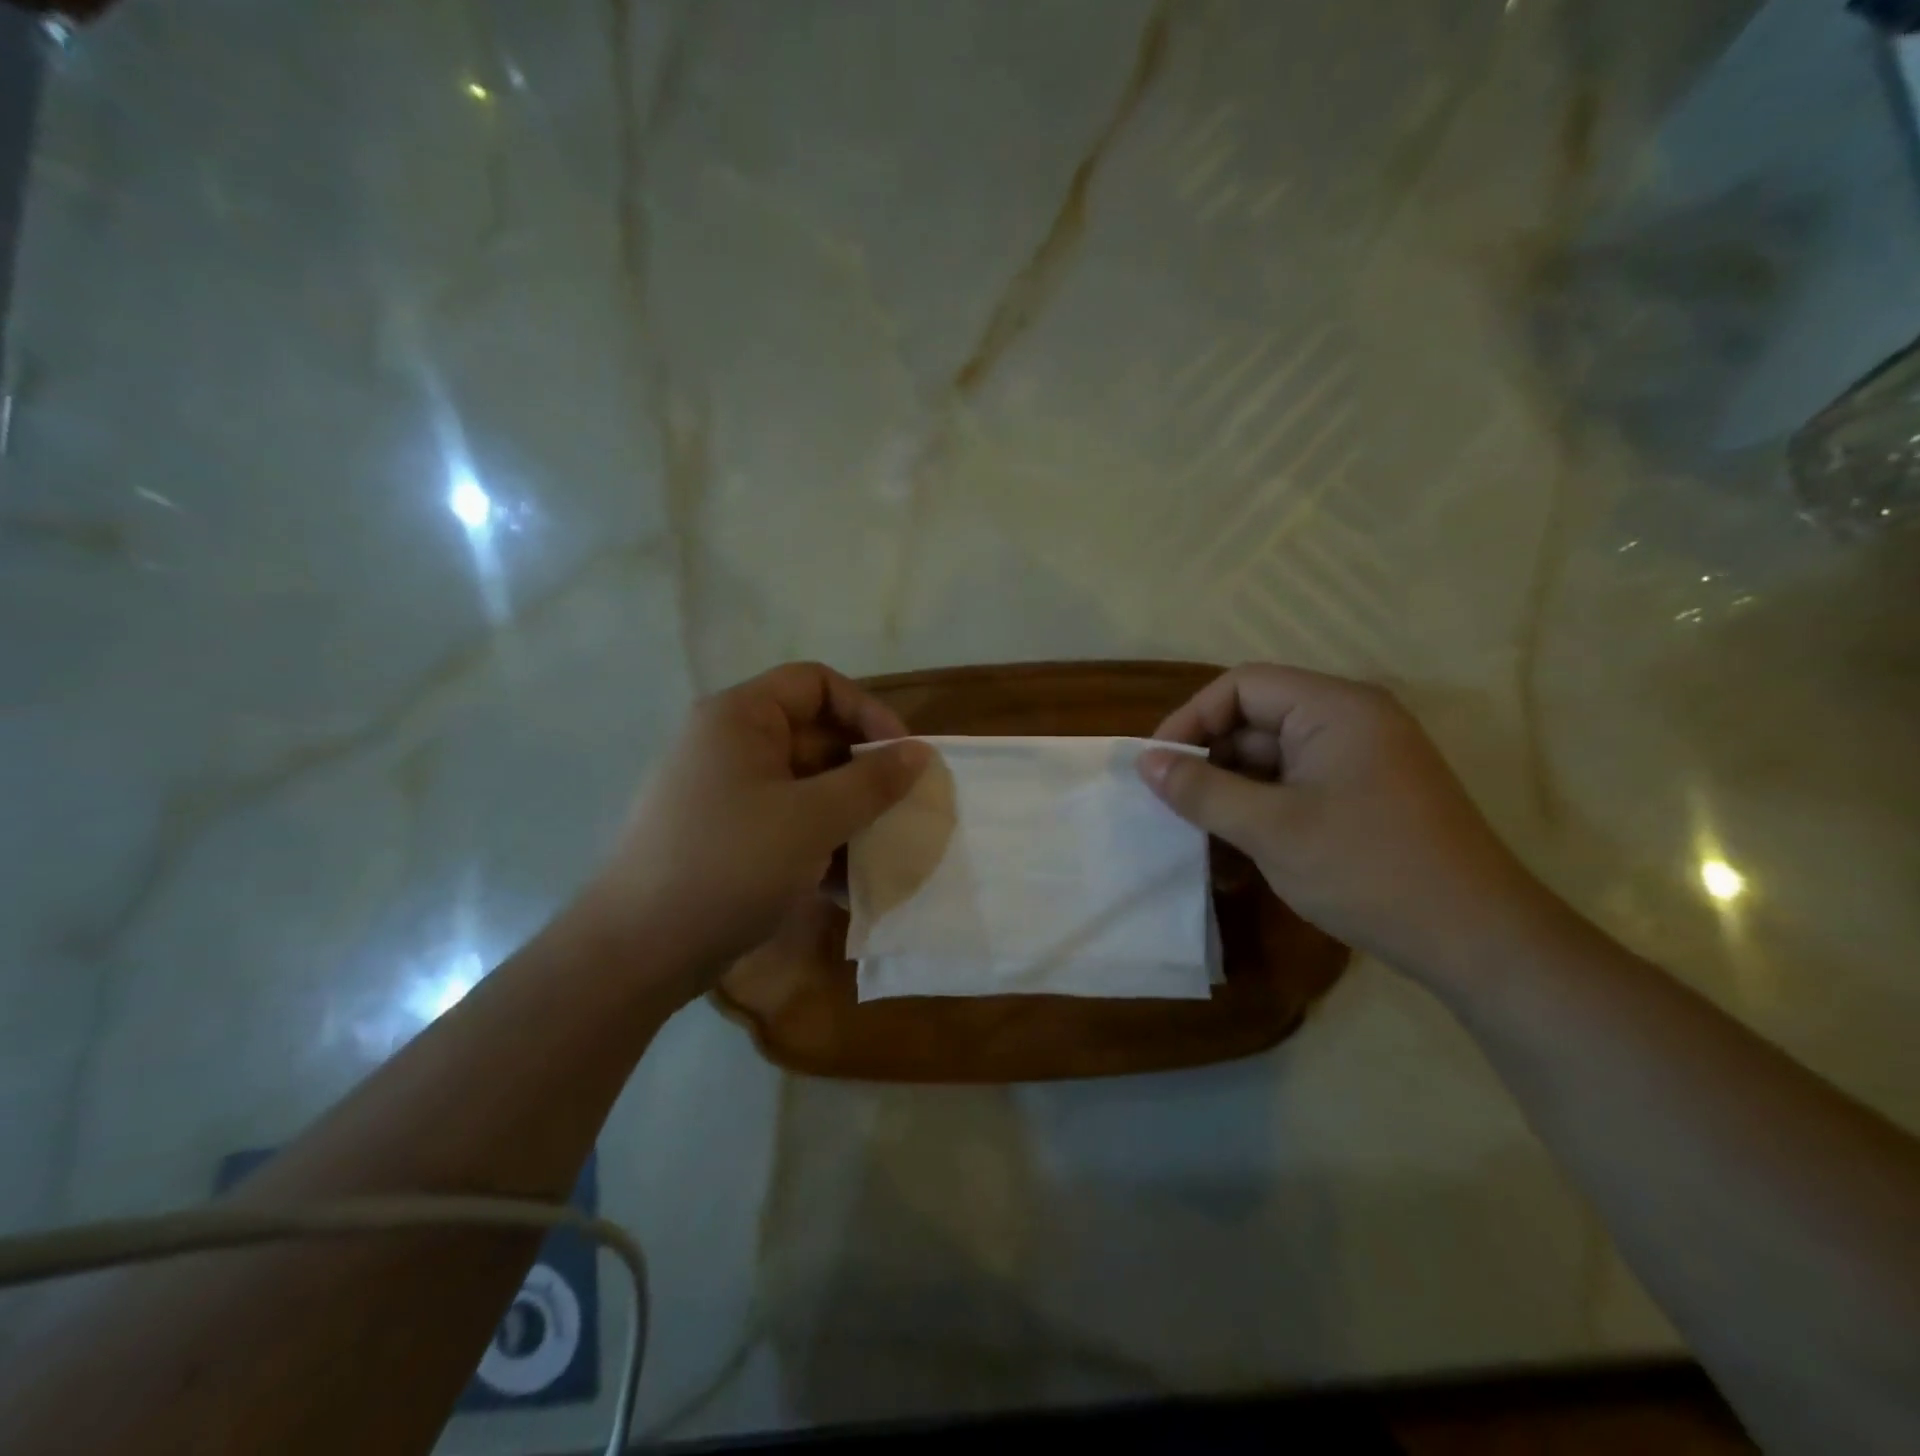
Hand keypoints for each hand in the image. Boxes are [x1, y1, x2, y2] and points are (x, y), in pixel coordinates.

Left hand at [584, 662, 930, 988]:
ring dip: (847, 815)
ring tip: (880, 854)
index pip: (817, 683)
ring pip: (804, 786)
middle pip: (814, 736)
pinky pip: (784, 822)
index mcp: (741, 717)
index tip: (902, 757)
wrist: (638, 950)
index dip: (867, 711)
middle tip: (901, 811)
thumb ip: (872, 781)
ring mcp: (724, 792)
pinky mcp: (724, 835)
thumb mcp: (813, 819)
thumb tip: (918, 752)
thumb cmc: (730, 864)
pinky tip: (845, 885)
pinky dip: (818, 843)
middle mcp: (729, 744)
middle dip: (863, 774)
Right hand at [1139, 664, 1555, 983]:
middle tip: (1171, 806)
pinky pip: (1295, 789)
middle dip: (1209, 762)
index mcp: (1335, 708)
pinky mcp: (1363, 796)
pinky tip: (1237, 858)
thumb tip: (1145, 762)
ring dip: (1231, 795)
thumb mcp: (1270, 829)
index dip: (1191, 720)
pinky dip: (1261, 814)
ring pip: (1271, 761)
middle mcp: (1350, 721)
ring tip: (1198, 839)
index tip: (1157, 766)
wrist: (1477, 940)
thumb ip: (1201, 790)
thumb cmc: (1368, 869)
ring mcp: (1360, 761)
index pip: (1242, 686)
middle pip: (1256, 722)